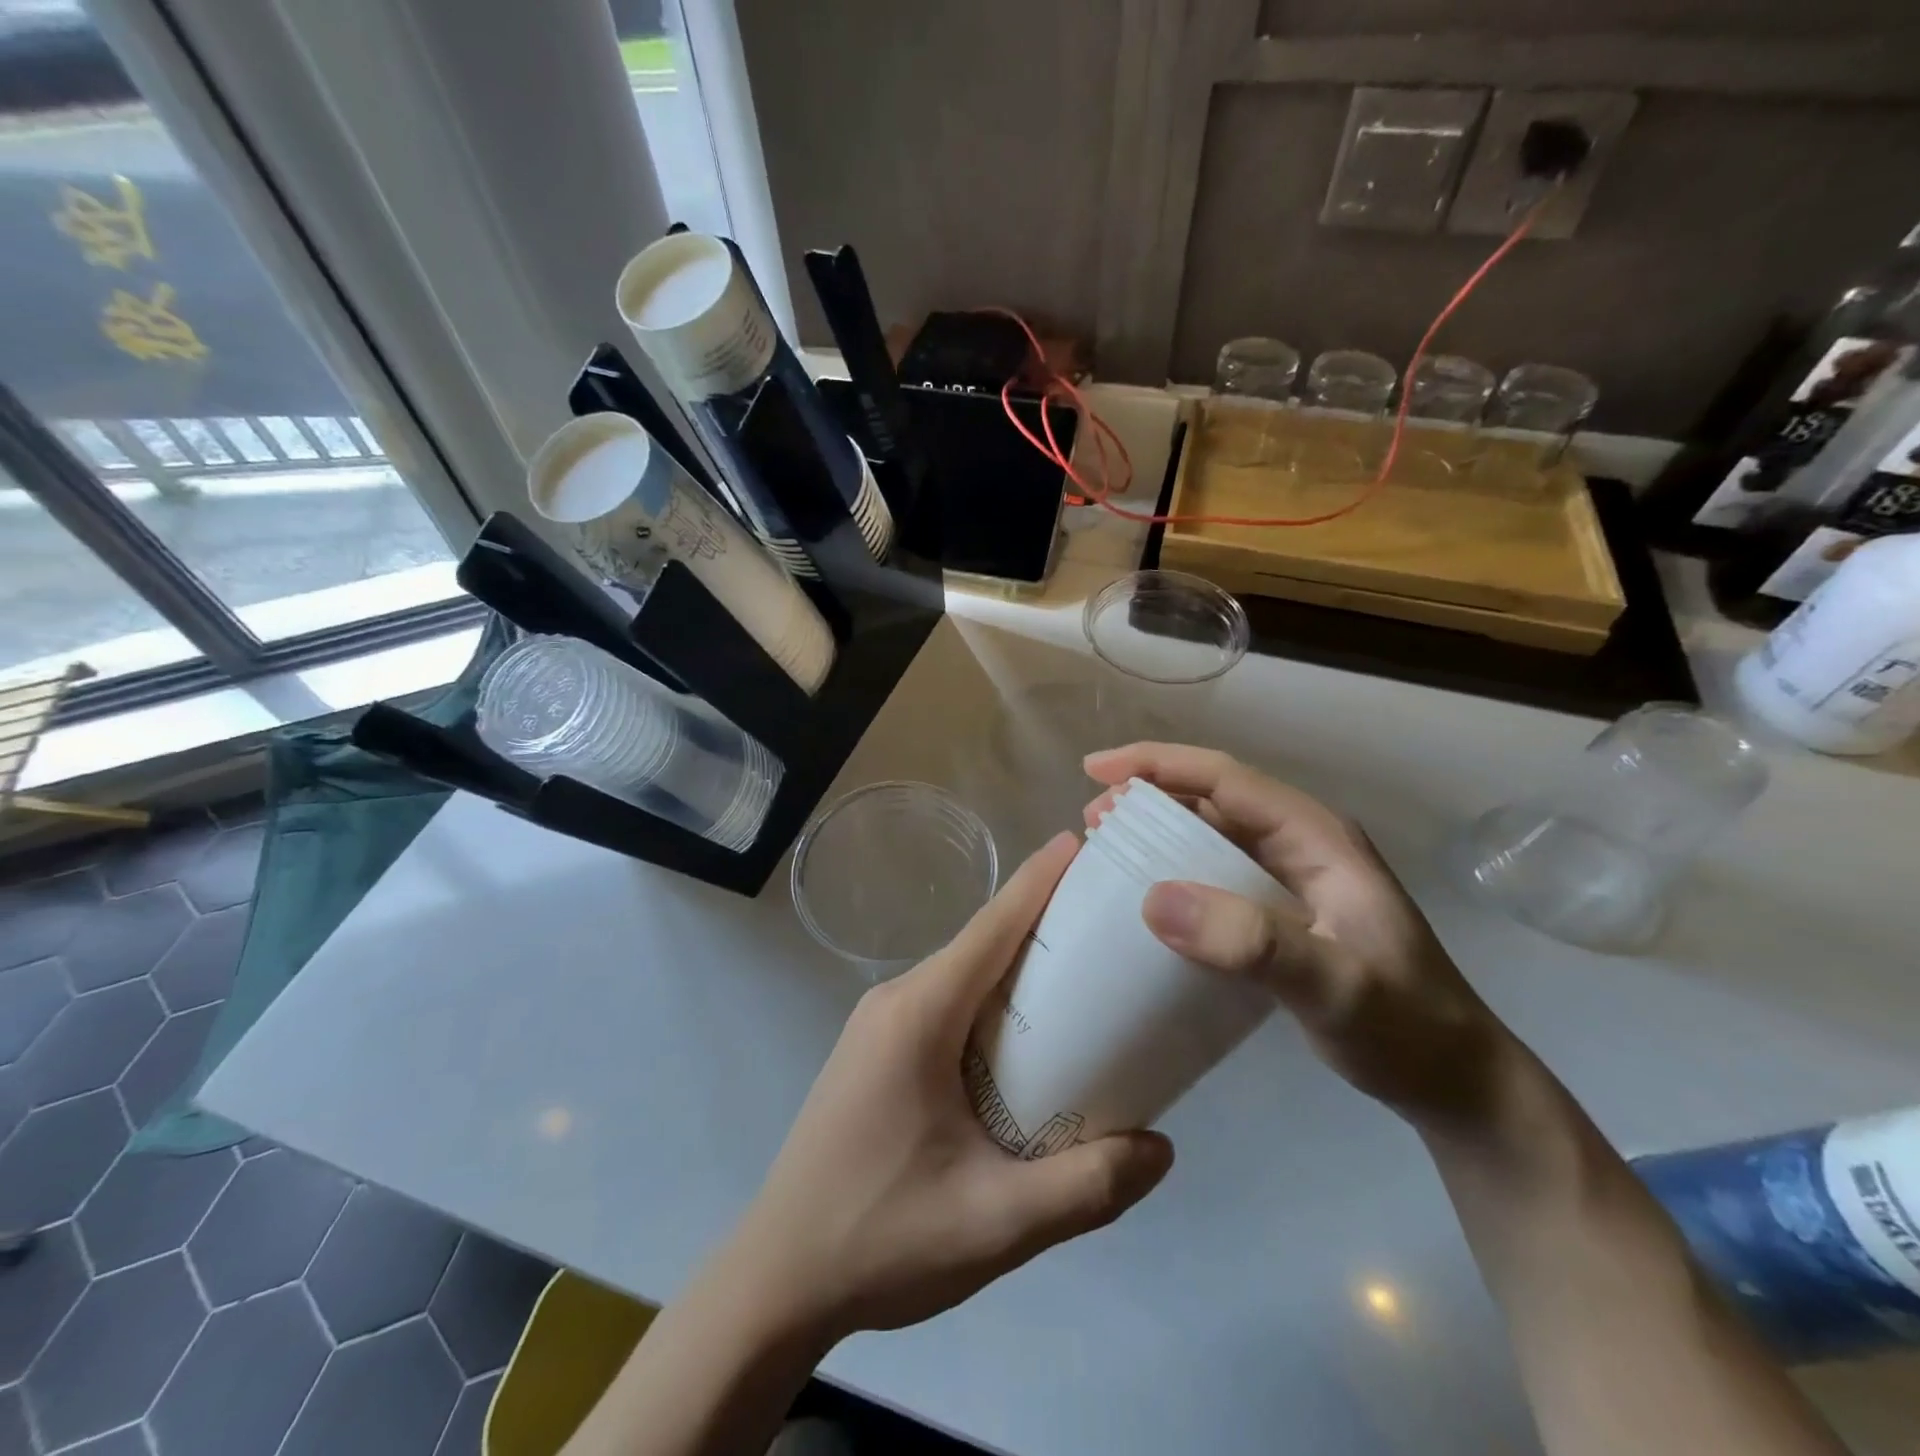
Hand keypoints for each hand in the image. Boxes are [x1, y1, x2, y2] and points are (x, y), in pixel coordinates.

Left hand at [730, 833, 1172, 1341]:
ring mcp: (879, 1024)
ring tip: (1085, 976)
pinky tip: (1028, 1037)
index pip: (991, 928)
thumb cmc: (881, 1239)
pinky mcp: (876, 1051)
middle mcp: (895, 1001)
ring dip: (1018, 967)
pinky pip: (945, 1004)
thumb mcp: (996, 1223)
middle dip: (1043, 923)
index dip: (1038, 882)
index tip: (1080, 843)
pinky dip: (992, 1001)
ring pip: (963, 975)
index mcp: (918, 1015)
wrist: (777, 1278)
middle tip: (1111, 921)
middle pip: (981, 945)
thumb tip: (1163, 1148)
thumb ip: (1086, 1188)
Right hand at [1084, 744, 1519, 1134]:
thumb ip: (1251, 942)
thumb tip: (1152, 899)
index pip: (1224, 778)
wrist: (1456, 1082)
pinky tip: (1146, 898)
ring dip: (1156, 833)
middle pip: (1211, 798)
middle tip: (1091, 822)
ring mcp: (1292, 878)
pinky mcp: (1282, 912)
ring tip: (1105, 850)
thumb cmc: (1405, 1027)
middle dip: (1147, 797)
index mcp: (1315, 836)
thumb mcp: (1333, 986)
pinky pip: (1215, 874)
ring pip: (1211, 834)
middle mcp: (1300, 844)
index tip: (1095, 771)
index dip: (1156, 764)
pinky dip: (1174, 872)